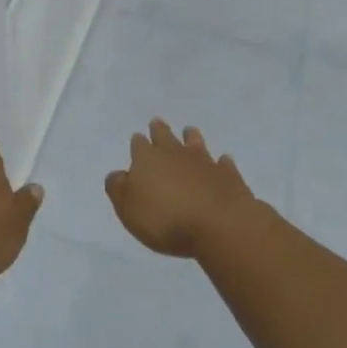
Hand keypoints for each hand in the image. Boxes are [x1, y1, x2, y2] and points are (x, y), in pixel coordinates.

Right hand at [105, 120, 265, 258]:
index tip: (137, 138)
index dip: (137, 143)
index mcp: (147, 159)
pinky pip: (223, 164)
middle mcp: (175, 154)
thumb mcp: (128, 209)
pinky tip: (223, 162)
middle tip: (157, 122)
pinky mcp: (228, 175)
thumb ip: (118, 188)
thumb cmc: (165, 219)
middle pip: (165, 136)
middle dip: (160, 130)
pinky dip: (221, 162)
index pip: (139, 145)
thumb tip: (118, 174)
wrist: (219, 225)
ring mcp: (204, 162)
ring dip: (191, 137)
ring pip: (195, 143)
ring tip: (189, 132)